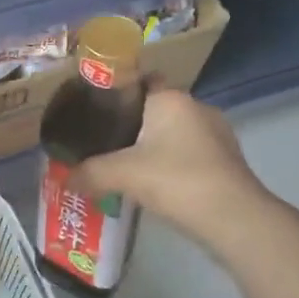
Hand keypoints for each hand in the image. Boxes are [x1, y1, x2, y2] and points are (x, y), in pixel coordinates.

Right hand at [69, 86, 262, 239]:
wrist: (234, 218)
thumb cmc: (177, 180)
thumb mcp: (123, 175)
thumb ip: (89, 173)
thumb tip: (63, 178)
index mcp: (171, 98)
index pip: (142, 79)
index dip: (119, 90)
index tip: (96, 108)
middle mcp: (196, 107)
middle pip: (157, 107)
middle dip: (134, 122)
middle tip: (104, 141)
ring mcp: (217, 134)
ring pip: (175, 132)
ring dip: (156, 145)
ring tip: (127, 165)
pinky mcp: (227, 160)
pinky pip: (191, 153)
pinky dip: (173, 163)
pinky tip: (157, 184)